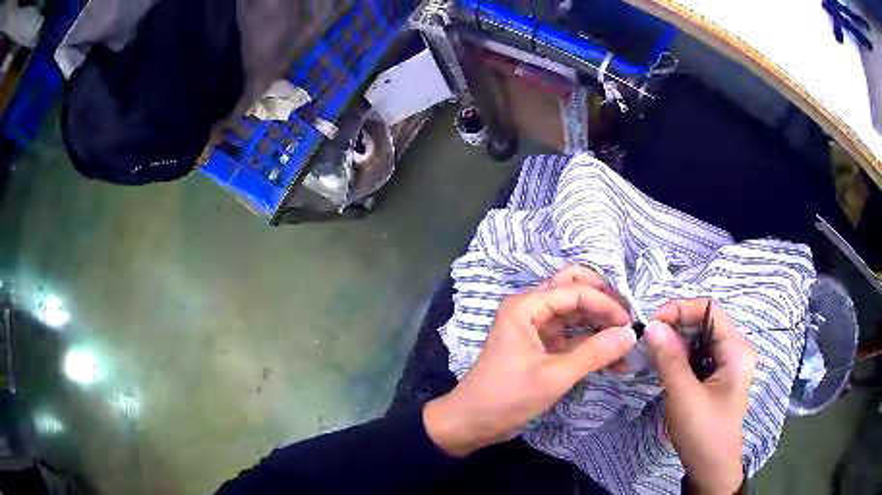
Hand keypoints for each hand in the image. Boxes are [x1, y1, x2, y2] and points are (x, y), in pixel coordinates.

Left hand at [425, 265, 635, 456]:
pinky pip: (571, 337)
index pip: (576, 290)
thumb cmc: (507, 397)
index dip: (606, 304)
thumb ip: (594, 353)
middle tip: (629, 322)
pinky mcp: (541, 347)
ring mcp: (536, 328)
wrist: (472, 423)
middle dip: (604, 304)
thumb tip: (631, 334)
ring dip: (600, 326)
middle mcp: (531, 309)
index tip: (631, 325)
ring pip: (576, 315)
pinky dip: (591, 346)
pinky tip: (613, 361)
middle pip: (575, 290)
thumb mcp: (553, 376)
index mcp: (526, 306)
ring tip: (627, 345)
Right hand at [645, 300, 757, 494]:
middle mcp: (736, 350)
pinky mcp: (719, 376)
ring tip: (653, 355)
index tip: (652, 323)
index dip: (681, 309)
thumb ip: (670, 360)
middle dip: (676, 328)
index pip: (710, 310)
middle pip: (705, 323)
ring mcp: (729, 363)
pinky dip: (681, 358)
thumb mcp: (684, 397)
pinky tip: (666, 368)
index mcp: (737, 350)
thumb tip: (652, 325)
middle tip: (648, 341)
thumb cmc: (703, 434)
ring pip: (700, 340)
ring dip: (676, 344)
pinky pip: (699, 356)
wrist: (711, 470)